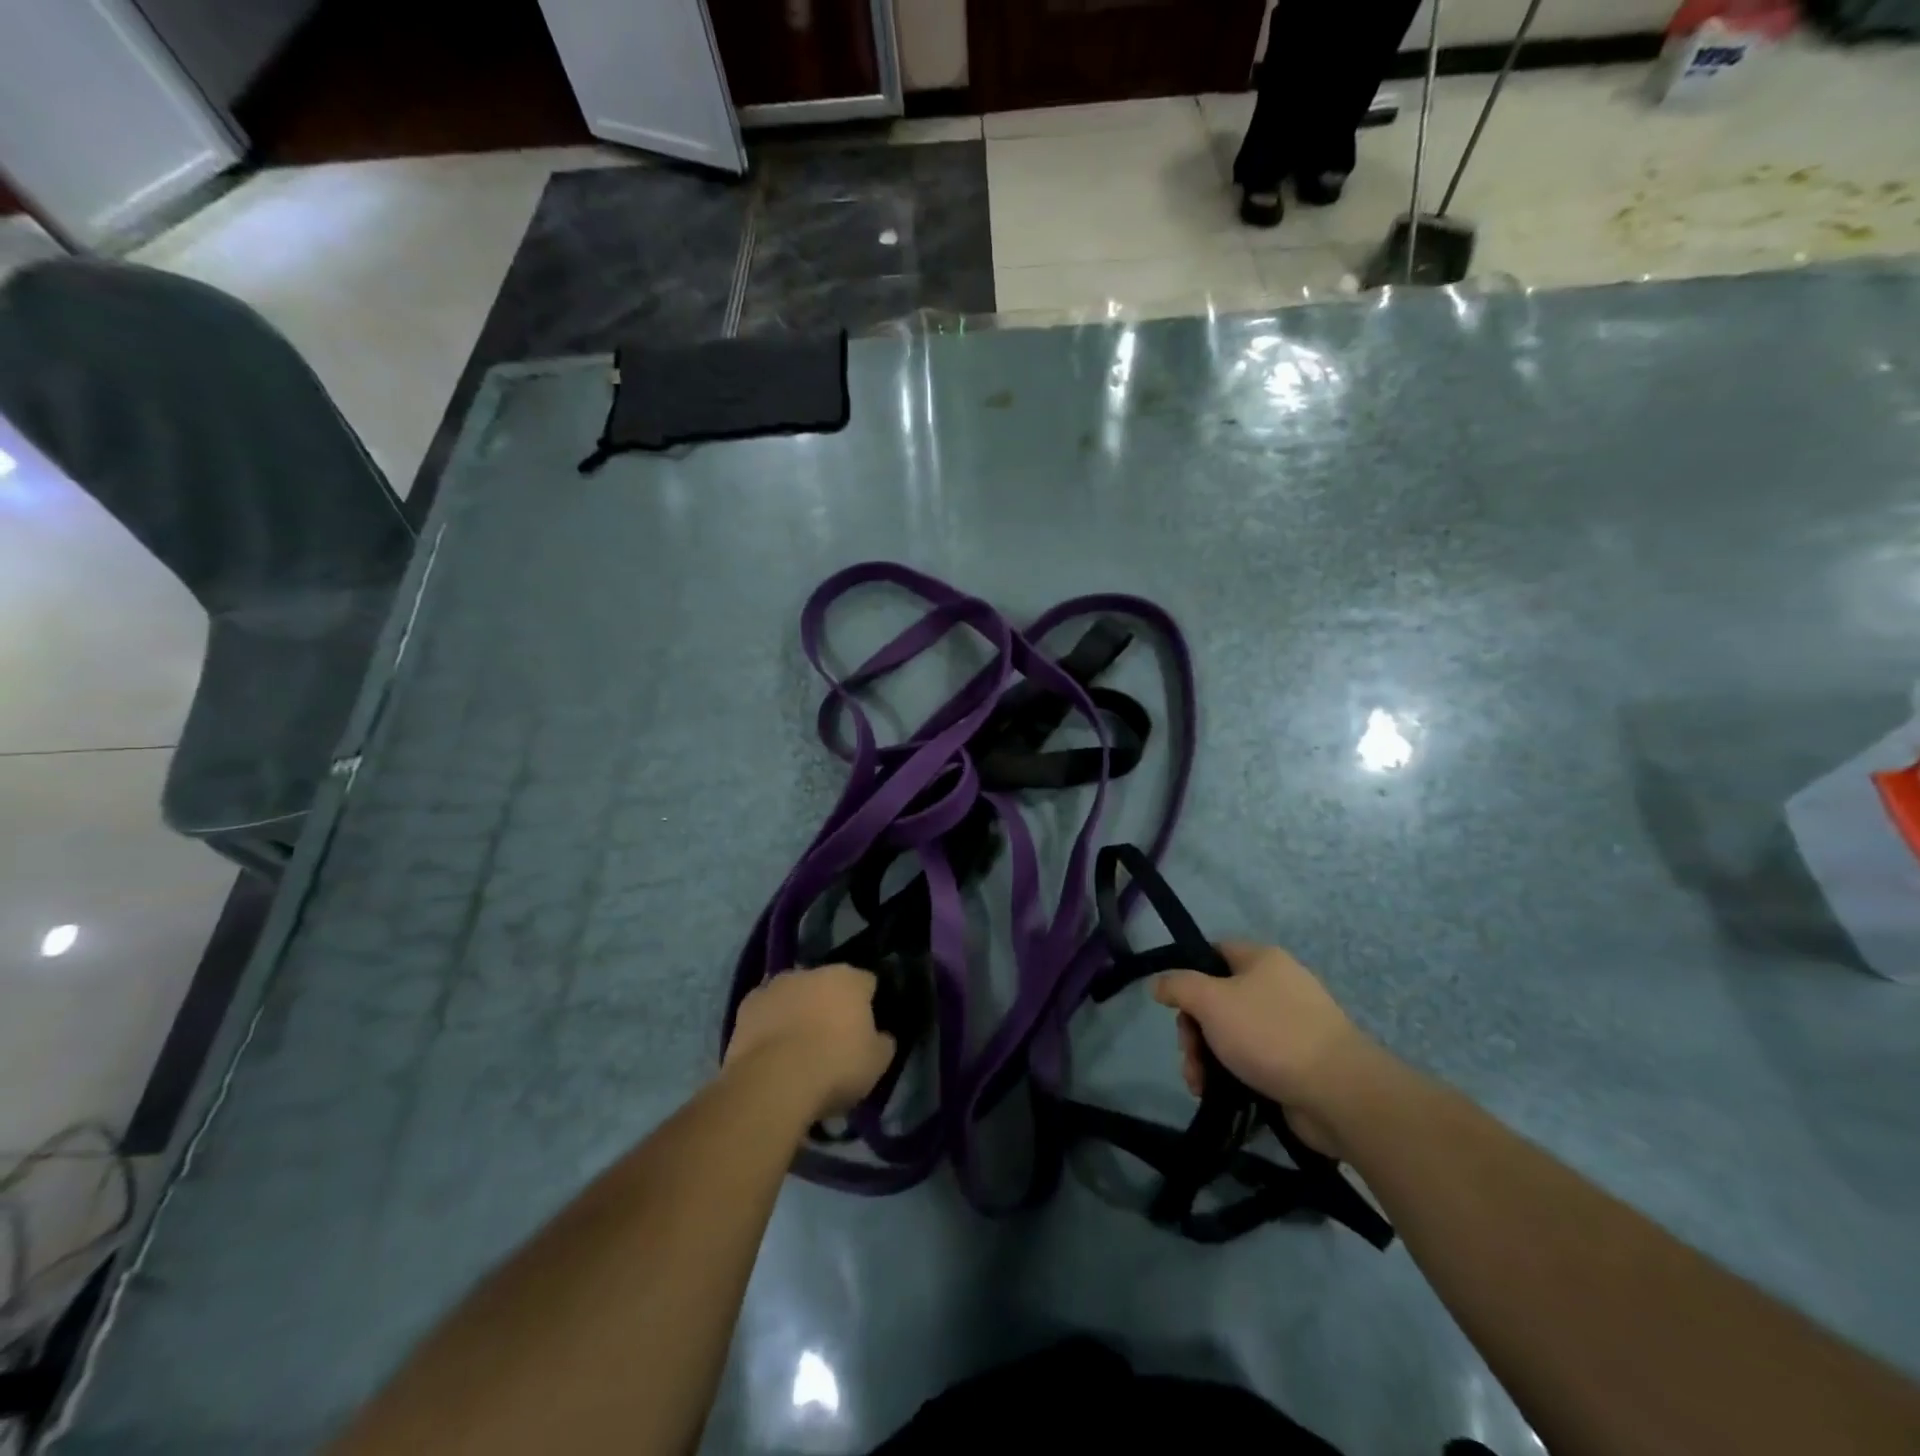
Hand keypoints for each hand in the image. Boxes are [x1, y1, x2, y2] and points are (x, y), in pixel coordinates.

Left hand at [724, 964, 895, 1121]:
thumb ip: (883, 1042)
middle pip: (827, 985)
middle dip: (830, 1004)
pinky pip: (766, 1011)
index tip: (867, 1029)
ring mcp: (775, 985)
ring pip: (794, 995)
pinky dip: (770, 1024)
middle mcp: (812, 971)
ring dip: (798, 1011)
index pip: (867, 983)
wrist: (773, 1082)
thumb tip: (881, 1035)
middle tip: (832, 1039)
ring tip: (798, 1047)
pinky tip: (771, 1050)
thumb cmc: (835, 1067)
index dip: (869, 1004)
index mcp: (849, 978)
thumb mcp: (876, 1063)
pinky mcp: (746, 1006)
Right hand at [1153, 941, 1375, 1156]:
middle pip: (1217, 999)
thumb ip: (1179, 986)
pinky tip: (1217, 1094)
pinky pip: (1251, 1061)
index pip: (1214, 951)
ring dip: (1206, 1057)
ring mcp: (1289, 1026)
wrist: (1339, 1094)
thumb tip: (1159, 984)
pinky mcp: (1296, 1063)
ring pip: (1231, 1034)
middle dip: (1193, 1030)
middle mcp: (1277, 986)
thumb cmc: (1270, 1034)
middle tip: (1188, 1054)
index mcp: (1262, 960)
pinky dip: (1230, 1075)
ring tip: (1199, 1085)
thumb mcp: (1211, 1001)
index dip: (1188, 972)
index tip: (1173, 1003)